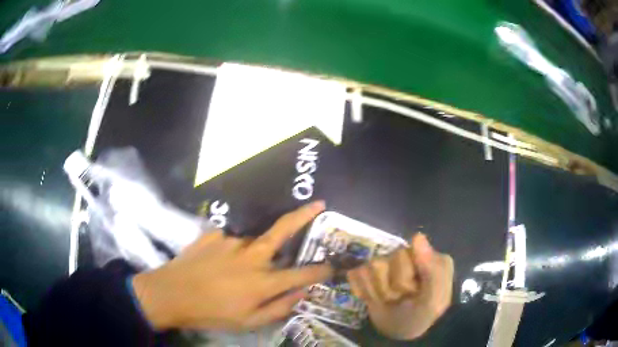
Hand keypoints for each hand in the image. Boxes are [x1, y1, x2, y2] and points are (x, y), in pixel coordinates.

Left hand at [132, 201, 331, 331]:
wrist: (171, 294)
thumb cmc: (211, 313)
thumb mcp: (248, 322)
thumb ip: (279, 308)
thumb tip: (301, 294)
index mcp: (262, 282)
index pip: (301, 273)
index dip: (321, 269)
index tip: (334, 264)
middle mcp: (251, 256)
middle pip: (283, 231)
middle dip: (304, 216)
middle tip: (319, 203)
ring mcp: (232, 241)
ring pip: (255, 241)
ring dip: (256, 250)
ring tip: (236, 270)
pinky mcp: (214, 234)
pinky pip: (232, 240)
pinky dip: (232, 250)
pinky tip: (218, 263)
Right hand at [347, 233, 453, 339]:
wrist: (405, 333)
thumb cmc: (424, 314)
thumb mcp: (434, 298)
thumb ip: (431, 269)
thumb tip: (417, 236)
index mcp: (424, 255)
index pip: (401, 256)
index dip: (403, 280)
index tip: (414, 293)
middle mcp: (405, 255)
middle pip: (380, 263)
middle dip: (389, 289)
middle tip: (400, 299)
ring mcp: (386, 265)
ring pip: (366, 269)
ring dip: (375, 292)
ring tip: (388, 301)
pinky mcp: (369, 276)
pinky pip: (355, 275)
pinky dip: (362, 291)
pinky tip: (374, 299)